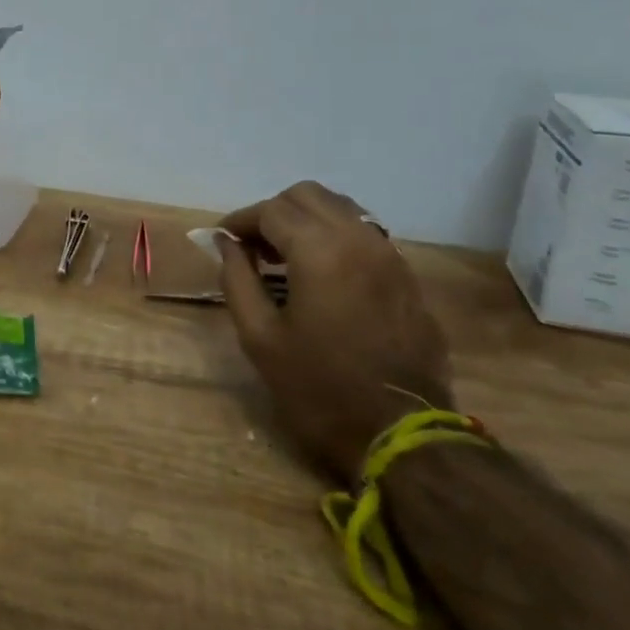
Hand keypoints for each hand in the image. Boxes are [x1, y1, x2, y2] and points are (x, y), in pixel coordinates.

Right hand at [217, 182, 453, 480]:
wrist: (401, 433)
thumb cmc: (318, 387)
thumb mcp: (259, 336)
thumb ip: (237, 279)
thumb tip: (226, 244)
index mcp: (319, 251)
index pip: (272, 210)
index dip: (241, 220)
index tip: (223, 240)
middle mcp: (358, 239)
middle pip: (308, 196)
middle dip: (273, 212)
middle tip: (253, 246)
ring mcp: (389, 255)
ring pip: (341, 208)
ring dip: (306, 219)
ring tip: (284, 256)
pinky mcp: (406, 276)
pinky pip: (364, 233)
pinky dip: (334, 235)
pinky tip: (320, 271)